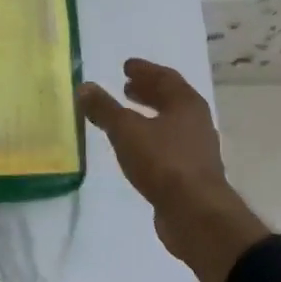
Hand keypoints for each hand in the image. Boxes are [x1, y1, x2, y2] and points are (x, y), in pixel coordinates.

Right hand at [79, 59, 267, 281]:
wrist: (196, 215)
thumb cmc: (164, 162)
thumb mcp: (126, 131)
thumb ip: (104, 109)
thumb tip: (84, 87)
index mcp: (186, 103)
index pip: (165, 77)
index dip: (144, 70)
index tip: (126, 66)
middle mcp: (196, 122)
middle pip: (170, 100)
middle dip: (147, 92)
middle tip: (125, 87)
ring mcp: (196, 150)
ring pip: (170, 124)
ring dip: (148, 116)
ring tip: (126, 118)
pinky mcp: (191, 175)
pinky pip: (168, 147)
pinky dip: (150, 140)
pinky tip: (134, 150)